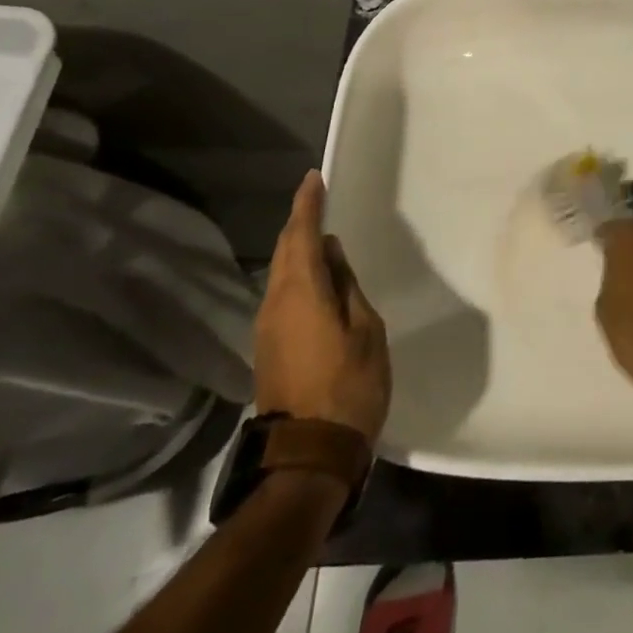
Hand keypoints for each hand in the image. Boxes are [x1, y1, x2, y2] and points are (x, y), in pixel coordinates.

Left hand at [254, 171, 391, 440]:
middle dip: (299, 222)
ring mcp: (267, 327)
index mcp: (301, 293)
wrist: (308, 454)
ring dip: (296, 249)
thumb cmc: (349, 386)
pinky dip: (296, 273)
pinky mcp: (269, 346)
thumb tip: (330, 254)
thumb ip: (346, 286)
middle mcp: (275, 303)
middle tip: (317, 200)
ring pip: (280, 273)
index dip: (307, 204)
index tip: (313, 178)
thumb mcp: (365, 329)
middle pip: (284, 251)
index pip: (301, 235)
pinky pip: (282, 293)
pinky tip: (315, 276)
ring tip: (319, 233)